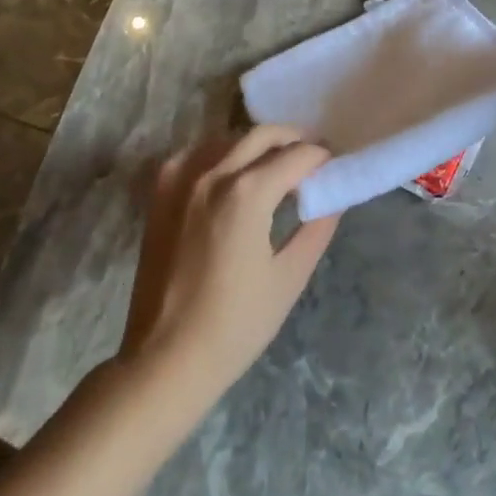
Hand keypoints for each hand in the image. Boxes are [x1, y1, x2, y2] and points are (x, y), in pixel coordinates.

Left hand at [120, 126, 338, 397]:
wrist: (165, 360)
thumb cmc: (235, 325)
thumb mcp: (290, 277)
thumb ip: (317, 227)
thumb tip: (334, 197)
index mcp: (247, 193)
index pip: (297, 155)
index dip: (322, 157)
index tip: (335, 166)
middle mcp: (212, 174)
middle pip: (262, 135)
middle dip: (294, 140)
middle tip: (313, 158)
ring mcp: (181, 181)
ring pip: (228, 138)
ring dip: (258, 144)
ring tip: (276, 166)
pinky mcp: (160, 195)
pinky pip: (196, 154)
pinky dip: (220, 153)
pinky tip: (231, 174)